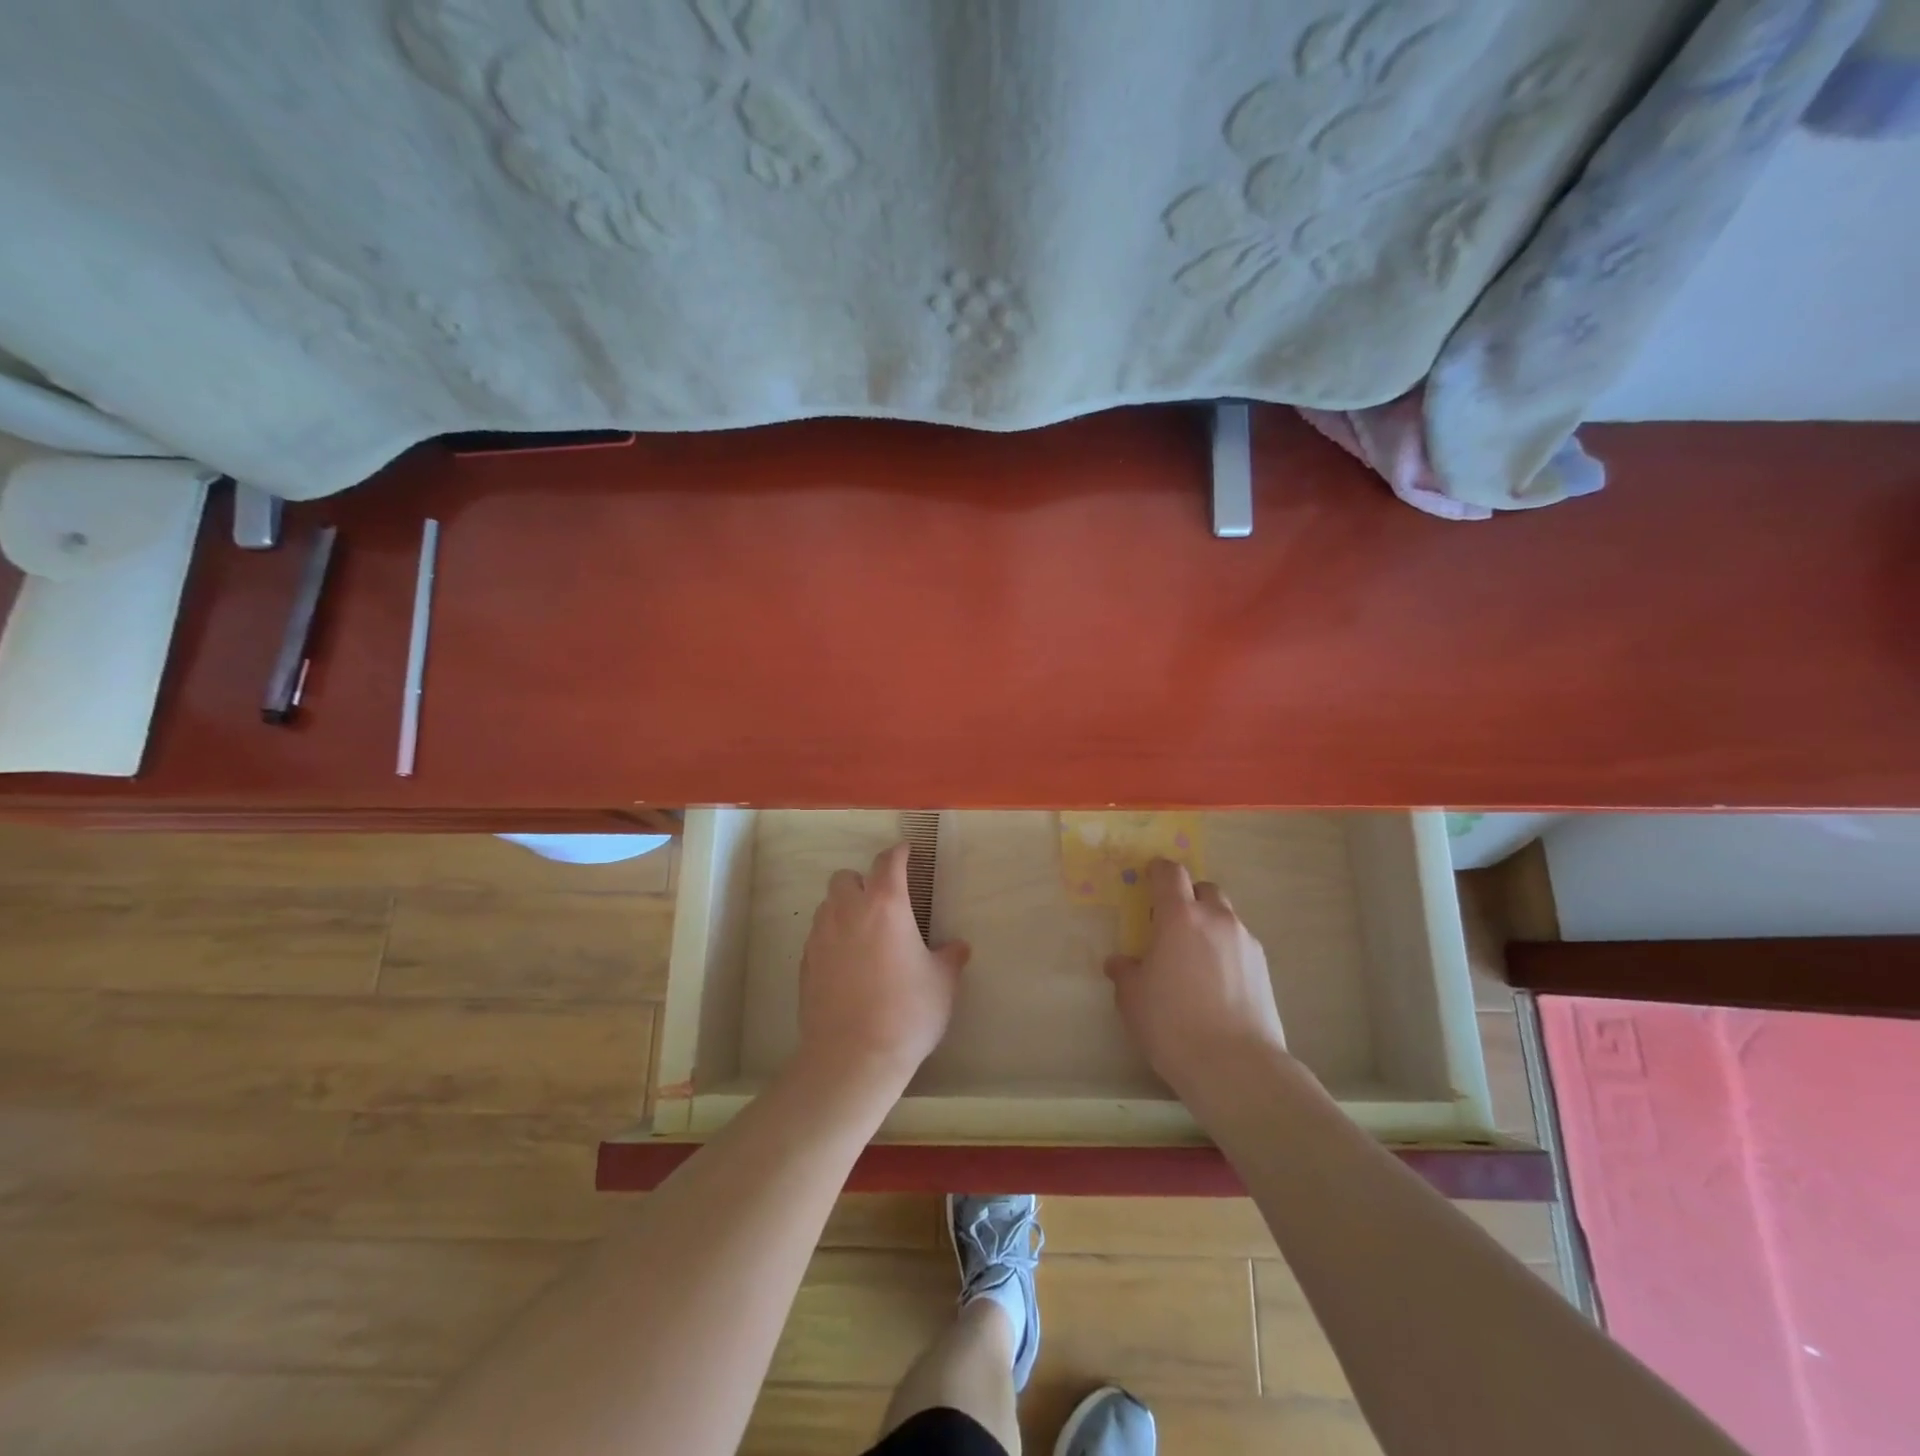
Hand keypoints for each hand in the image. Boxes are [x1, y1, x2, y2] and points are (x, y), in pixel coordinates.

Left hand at [794, 842, 970, 1092]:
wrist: (852, 1057)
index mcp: (885, 905)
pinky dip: (832, 937)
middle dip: (862, 880)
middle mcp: (848, 912)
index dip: (899, 853)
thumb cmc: (906, 1012)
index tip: (906, 851)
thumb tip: (958, 948)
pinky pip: (817, 936)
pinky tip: (847, 962)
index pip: (888, 862)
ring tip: (864, 932)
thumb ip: (949, 958)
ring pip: (827, 905)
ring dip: (844, 908)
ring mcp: (821, 937)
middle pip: (846, 877)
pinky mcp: (805, 963)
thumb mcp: (942, 984)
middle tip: (882, 900)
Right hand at [1105, 858, 1288, 1099]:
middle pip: (1204, 888)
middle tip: (1170, 923)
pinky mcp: (1264, 968)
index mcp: (1180, 917)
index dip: (1158, 871)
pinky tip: (1216, 982)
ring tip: (1194, 957)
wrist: (1235, 1066)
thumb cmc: (1172, 1024)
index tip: (1148, 878)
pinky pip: (1239, 944)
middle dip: (1187, 896)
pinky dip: (1225, 950)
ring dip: (1208, 924)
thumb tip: (1121, 963)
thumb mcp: (1132, 998)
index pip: (1170, 873)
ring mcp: (1245, 942)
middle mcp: (1216, 919)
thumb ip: (1125, 972)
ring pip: (1225, 917)